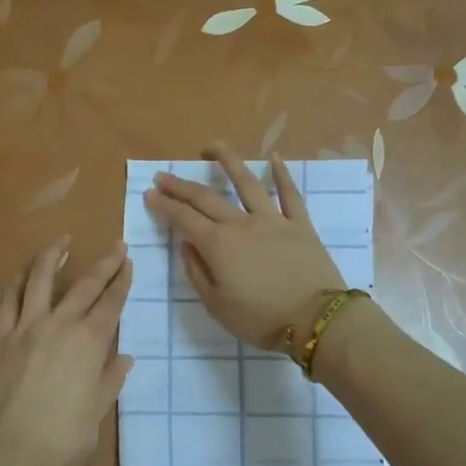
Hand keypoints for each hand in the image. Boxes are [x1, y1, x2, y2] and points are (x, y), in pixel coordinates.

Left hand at [0, 238, 134, 465]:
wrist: (8, 452)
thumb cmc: (63, 438)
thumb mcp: (97, 411)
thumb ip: (110, 379)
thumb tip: (124, 357)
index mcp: (90, 343)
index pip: (111, 303)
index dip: (122, 281)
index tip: (128, 262)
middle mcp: (60, 325)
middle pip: (85, 285)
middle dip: (103, 263)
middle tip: (115, 246)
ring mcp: (26, 328)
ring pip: (40, 280)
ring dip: (52, 256)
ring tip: (61, 241)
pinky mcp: (0, 339)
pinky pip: (7, 302)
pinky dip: (16, 284)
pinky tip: (21, 275)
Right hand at [143, 143, 345, 350]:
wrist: (315, 319)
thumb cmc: (260, 319)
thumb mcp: (216, 305)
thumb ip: (197, 272)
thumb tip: (187, 244)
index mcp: (218, 245)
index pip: (184, 219)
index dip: (164, 205)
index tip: (150, 193)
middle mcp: (241, 224)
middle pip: (207, 198)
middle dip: (182, 186)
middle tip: (164, 175)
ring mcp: (273, 220)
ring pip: (247, 183)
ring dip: (228, 161)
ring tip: (213, 146)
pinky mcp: (300, 224)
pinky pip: (290, 194)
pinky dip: (282, 174)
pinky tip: (274, 157)